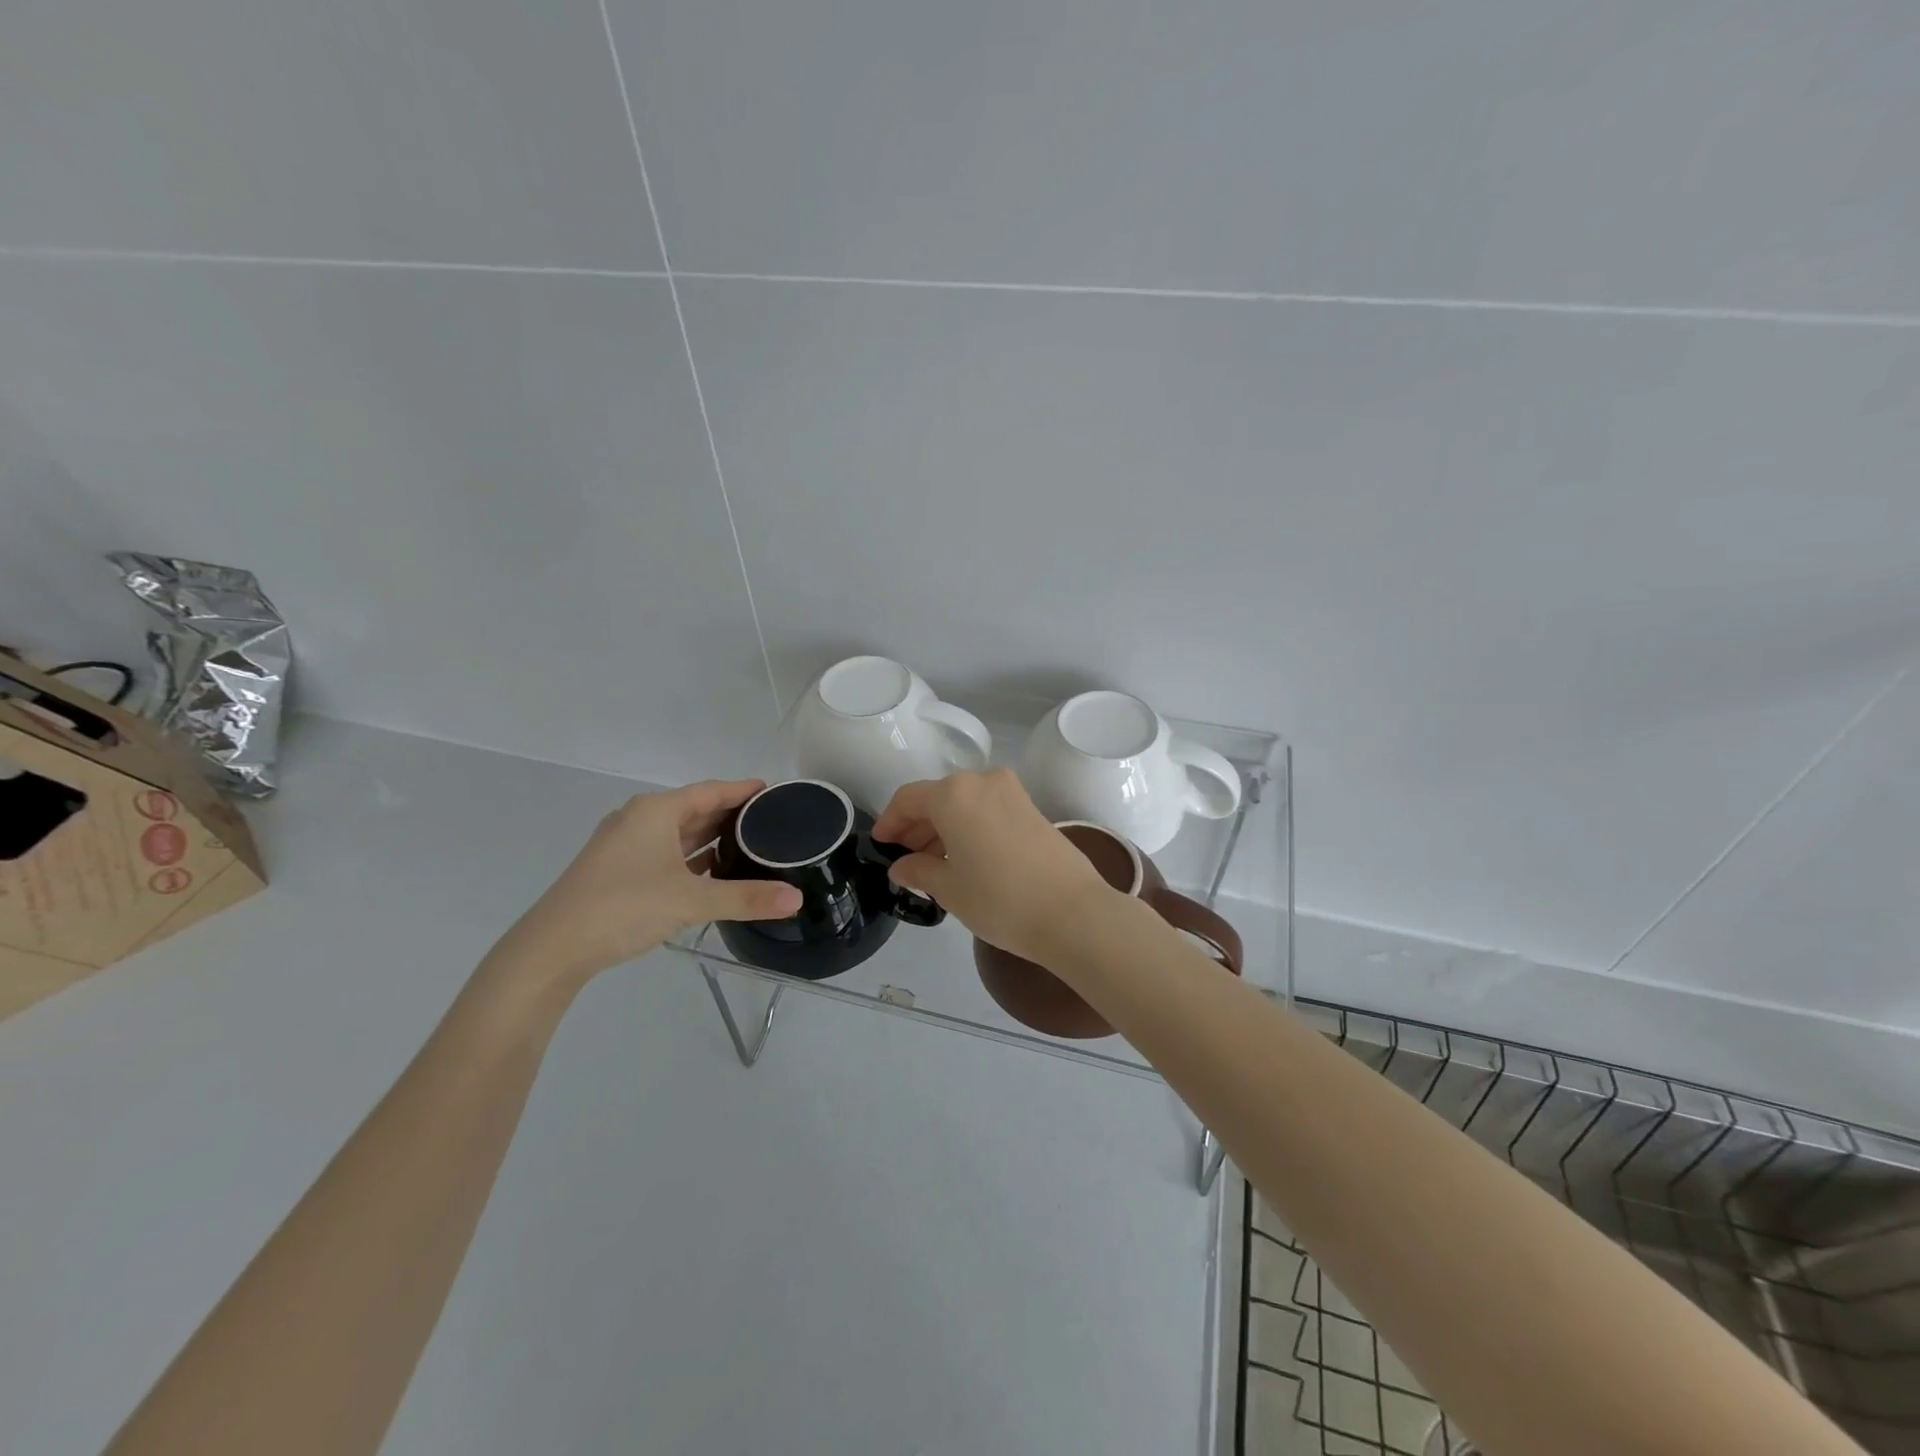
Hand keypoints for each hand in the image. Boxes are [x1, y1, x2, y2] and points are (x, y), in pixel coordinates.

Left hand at [489, 780, 801, 989]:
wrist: (552, 949)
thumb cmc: (623, 907)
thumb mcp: (692, 900)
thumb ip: (746, 897)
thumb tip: (797, 898)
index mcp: (656, 811)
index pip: (711, 791)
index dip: (742, 791)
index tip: (772, 792)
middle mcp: (639, 820)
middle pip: (695, 810)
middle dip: (730, 816)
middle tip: (770, 822)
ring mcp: (624, 846)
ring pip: (678, 834)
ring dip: (710, 839)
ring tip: (749, 846)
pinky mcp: (616, 871)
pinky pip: (665, 854)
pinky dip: (691, 859)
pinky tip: (712, 874)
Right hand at [871, 769, 1115, 964]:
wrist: (1073, 913)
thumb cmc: (1000, 900)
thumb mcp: (949, 889)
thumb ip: (919, 871)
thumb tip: (902, 866)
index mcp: (953, 794)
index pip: (908, 798)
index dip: (889, 820)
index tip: (881, 844)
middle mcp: (982, 781)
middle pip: (937, 797)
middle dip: (917, 825)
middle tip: (905, 858)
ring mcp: (1012, 792)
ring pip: (964, 803)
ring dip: (944, 826)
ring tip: (934, 863)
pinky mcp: (1032, 808)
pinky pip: (988, 809)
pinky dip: (970, 826)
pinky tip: (966, 858)